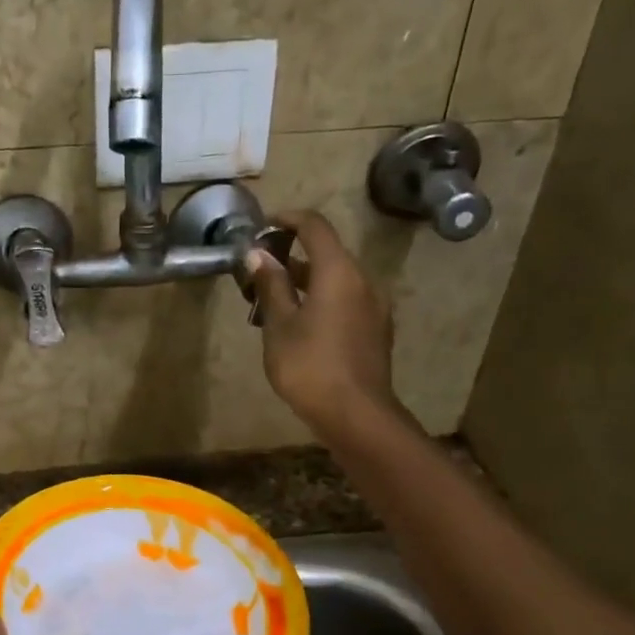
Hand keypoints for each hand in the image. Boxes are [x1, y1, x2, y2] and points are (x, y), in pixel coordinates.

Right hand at [247, 210, 403, 437]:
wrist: (356, 415)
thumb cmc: (309, 366)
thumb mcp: (279, 325)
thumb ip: (271, 286)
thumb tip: (258, 255)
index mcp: (339, 272)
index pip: (315, 226)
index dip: (287, 219)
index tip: (263, 227)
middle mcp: (363, 281)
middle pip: (327, 253)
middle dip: (292, 255)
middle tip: (259, 272)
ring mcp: (374, 307)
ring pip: (336, 280)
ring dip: (306, 281)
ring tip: (272, 302)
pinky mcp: (376, 330)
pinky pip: (346, 301)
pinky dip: (321, 300)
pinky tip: (299, 325)